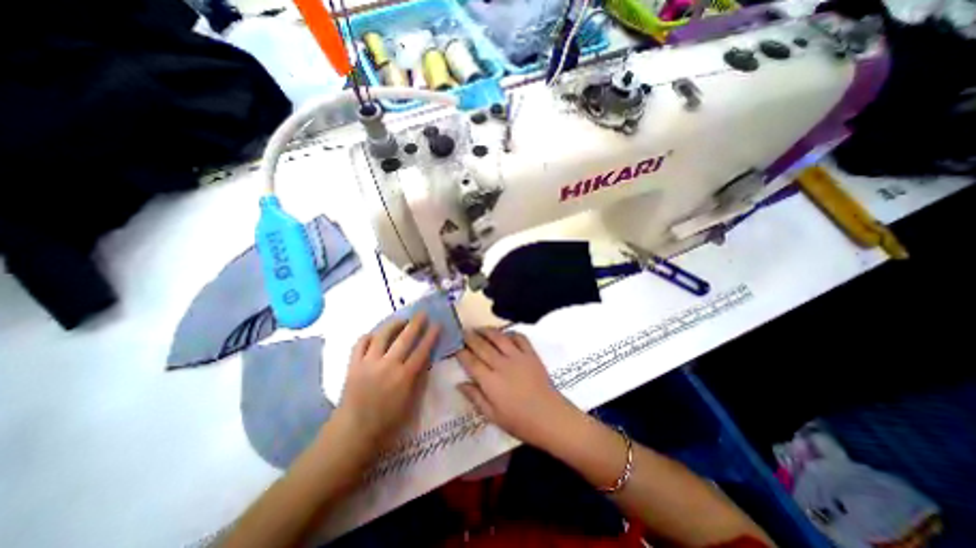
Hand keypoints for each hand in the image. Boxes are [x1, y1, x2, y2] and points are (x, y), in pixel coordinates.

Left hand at [336, 315, 441, 455]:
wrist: (353, 432)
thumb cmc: (387, 422)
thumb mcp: (410, 402)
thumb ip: (418, 379)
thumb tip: (425, 360)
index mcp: (404, 376)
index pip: (422, 350)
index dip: (431, 336)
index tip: (437, 324)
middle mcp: (388, 365)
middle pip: (405, 338)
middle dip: (416, 323)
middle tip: (422, 313)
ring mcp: (369, 363)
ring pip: (382, 335)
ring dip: (393, 324)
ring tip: (401, 320)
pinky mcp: (353, 364)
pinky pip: (360, 343)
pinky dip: (369, 336)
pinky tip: (375, 335)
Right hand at [459, 330, 576, 449]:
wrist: (550, 417)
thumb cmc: (519, 421)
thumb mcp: (492, 415)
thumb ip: (475, 397)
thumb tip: (459, 384)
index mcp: (491, 382)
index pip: (471, 362)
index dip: (462, 353)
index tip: (455, 346)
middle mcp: (502, 365)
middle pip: (483, 346)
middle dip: (471, 338)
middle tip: (463, 331)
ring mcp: (518, 357)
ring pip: (499, 338)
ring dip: (488, 331)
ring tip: (479, 328)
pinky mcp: (531, 354)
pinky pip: (520, 338)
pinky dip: (511, 332)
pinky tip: (505, 333)